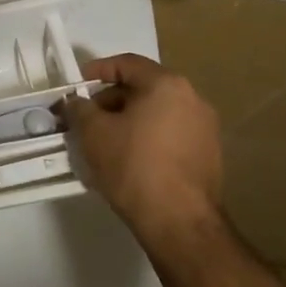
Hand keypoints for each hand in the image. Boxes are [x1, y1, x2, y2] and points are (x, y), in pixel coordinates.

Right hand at [62, 54, 222, 235]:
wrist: (179, 222)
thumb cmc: (133, 166)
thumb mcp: (93, 132)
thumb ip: (80, 108)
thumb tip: (77, 101)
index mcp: (167, 85)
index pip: (127, 64)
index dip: (98, 70)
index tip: (77, 84)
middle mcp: (193, 99)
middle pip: (144, 87)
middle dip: (111, 99)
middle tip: (87, 117)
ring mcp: (205, 128)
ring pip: (157, 112)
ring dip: (129, 119)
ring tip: (104, 140)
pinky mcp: (208, 155)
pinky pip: (170, 133)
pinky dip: (147, 136)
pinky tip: (128, 158)